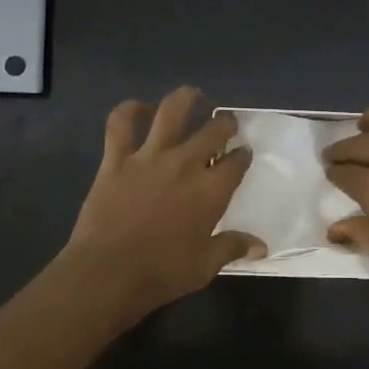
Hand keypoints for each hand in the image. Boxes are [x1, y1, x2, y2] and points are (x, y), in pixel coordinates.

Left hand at [62, 87, 264, 325]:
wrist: (107, 273)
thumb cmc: (162, 273)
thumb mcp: (205, 266)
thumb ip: (232, 248)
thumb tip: (261, 247)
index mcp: (211, 191)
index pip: (236, 162)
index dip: (243, 155)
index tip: (244, 153)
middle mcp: (185, 164)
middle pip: (212, 131)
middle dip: (225, 125)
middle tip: (227, 125)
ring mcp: (149, 157)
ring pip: (171, 112)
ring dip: (186, 99)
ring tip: (194, 96)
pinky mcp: (116, 160)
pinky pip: (121, 124)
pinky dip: (129, 110)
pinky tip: (138, 108)